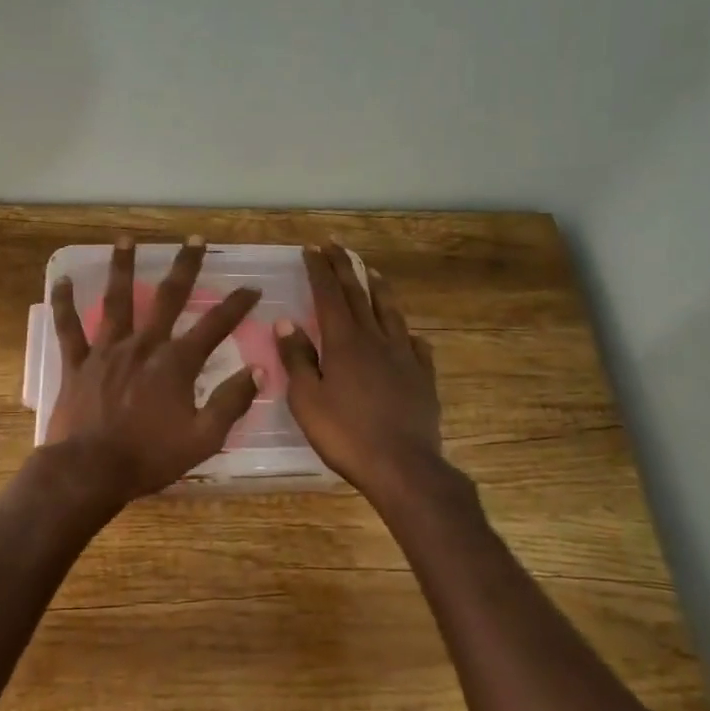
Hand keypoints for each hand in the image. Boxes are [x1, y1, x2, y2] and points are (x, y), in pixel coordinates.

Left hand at [46, 235, 261, 501]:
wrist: (90, 471)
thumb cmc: (149, 457)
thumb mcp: (203, 438)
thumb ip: (231, 402)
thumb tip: (258, 371)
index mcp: (176, 363)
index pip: (215, 326)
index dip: (237, 305)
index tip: (251, 288)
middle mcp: (143, 345)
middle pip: (168, 297)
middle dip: (185, 266)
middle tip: (194, 239)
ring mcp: (107, 350)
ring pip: (117, 300)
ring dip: (122, 267)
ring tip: (125, 239)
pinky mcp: (78, 362)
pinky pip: (69, 327)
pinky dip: (64, 303)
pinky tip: (61, 280)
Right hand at [275, 241, 442, 498]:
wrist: (402, 466)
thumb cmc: (345, 434)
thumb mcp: (307, 399)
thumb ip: (297, 358)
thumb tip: (286, 323)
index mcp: (344, 342)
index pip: (328, 296)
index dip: (319, 270)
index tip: (311, 249)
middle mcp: (375, 340)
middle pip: (359, 294)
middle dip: (344, 267)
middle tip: (335, 245)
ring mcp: (404, 356)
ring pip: (391, 313)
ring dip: (378, 288)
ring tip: (371, 271)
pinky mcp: (423, 377)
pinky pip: (416, 346)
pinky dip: (406, 333)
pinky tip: (407, 334)